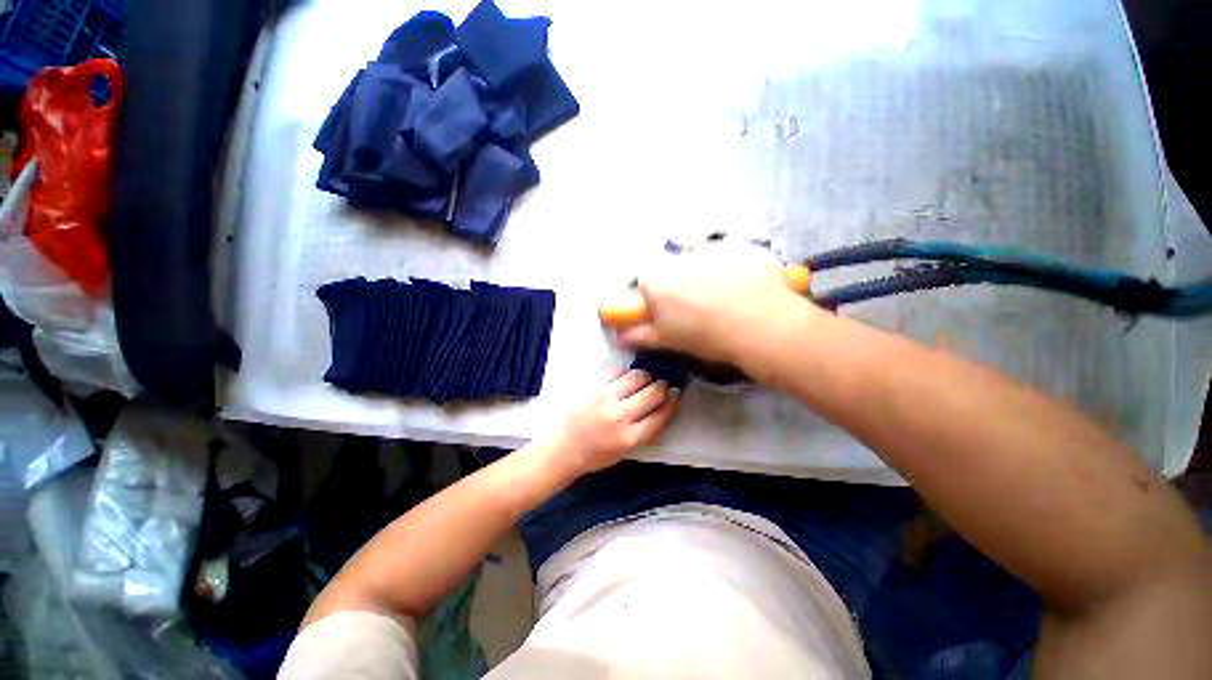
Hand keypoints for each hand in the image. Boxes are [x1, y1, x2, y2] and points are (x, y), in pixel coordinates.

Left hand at [548, 370, 677, 474]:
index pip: (661, 414)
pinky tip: (621, 379)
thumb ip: (645, 430)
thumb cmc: (595, 454)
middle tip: (660, 386)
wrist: (561, 447)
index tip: (674, 394)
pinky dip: (623, 373)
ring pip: (636, 376)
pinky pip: (616, 370)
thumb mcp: (625, 451)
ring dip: (644, 377)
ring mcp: (604, 398)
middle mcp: (619, 416)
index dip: (672, 402)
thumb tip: (663, 405)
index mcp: (629, 438)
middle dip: (661, 387)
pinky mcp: (591, 386)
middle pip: (653, 392)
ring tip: (641, 381)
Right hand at [614, 242, 809, 364]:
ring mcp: (712, 249)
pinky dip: (735, 271)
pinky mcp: (741, 247)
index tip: (669, 314)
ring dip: (708, 277)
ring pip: (703, 263)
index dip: (656, 300)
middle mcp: (679, 258)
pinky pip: (731, 258)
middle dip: (681, 287)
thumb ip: (639, 334)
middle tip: (700, 310)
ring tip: (728, 302)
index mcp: (657, 280)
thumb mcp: (668, 340)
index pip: (646, 283)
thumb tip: (619, 336)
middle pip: (674, 270)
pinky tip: (747, 292)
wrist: (761, 326)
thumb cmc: (706, 337)